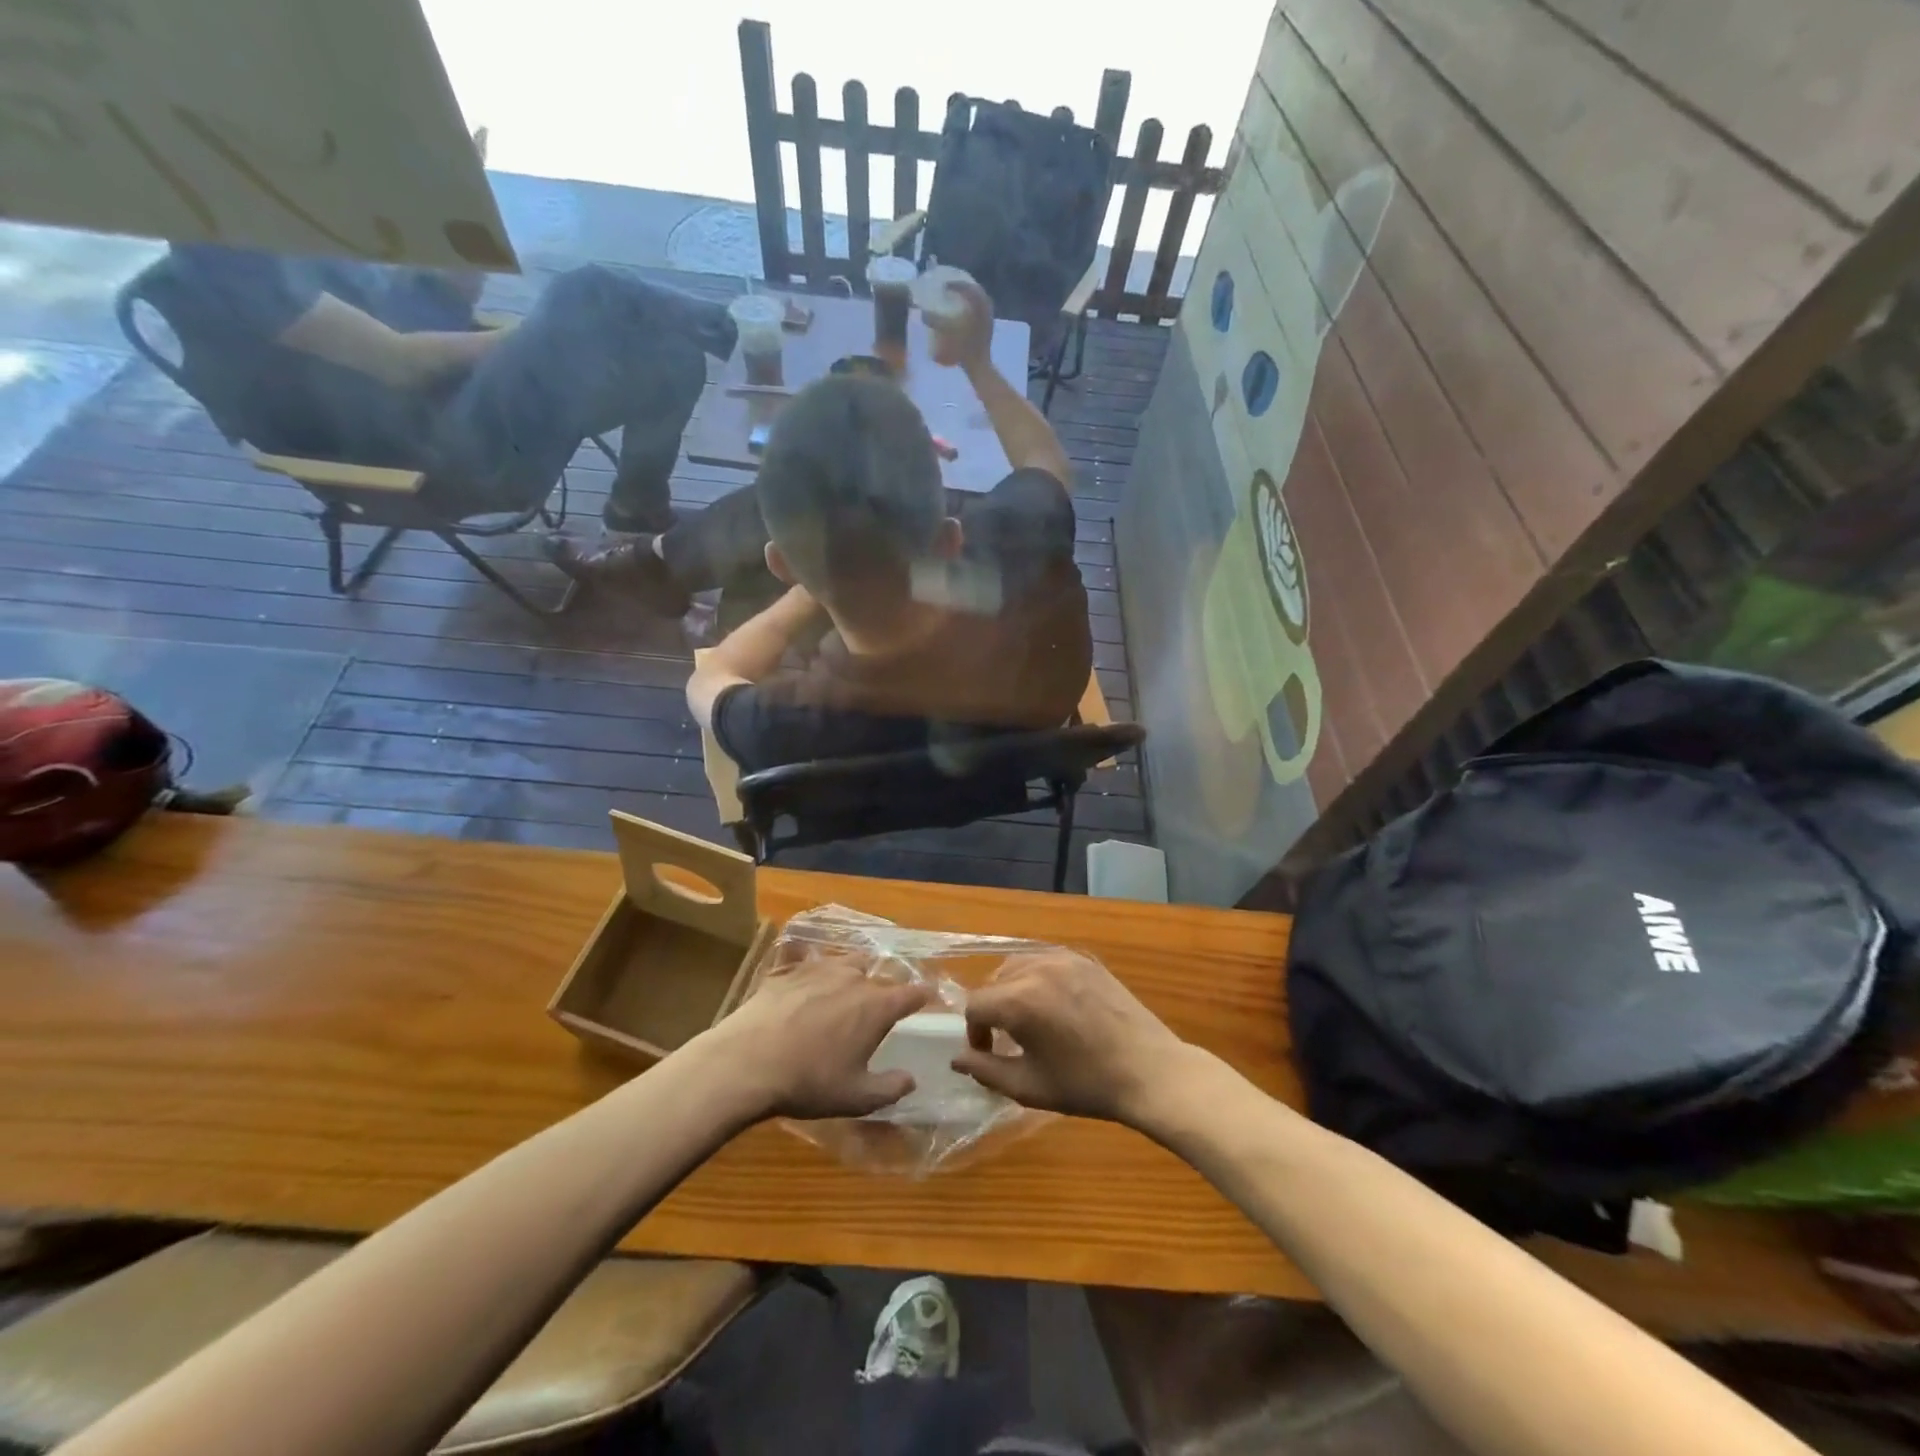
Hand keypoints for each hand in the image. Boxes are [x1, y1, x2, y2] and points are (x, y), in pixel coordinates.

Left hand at [705, 948, 933, 1119]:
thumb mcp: (857, 1097)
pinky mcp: (788, 970)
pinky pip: (808, 960)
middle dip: (888, 984)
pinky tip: (806, 977)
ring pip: (847, 960)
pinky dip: (814, 969)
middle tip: (885, 1000)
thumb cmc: (809, 1082)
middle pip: (880, 972)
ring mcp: (818, 968)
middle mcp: (853, 978)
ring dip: (855, 971)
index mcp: (876, 1006)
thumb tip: (911, 1079)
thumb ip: (891, 1088)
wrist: (748, 1062)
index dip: (923, 994)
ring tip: (850, 983)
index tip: (928, 996)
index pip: (912, 992)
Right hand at [924, 277, 995, 372]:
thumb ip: (935, 321)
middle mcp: (986, 308)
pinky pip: (981, 310)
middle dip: (963, 288)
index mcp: (978, 305)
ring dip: (969, 297)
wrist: (979, 366)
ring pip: (979, 300)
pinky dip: (972, 307)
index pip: (967, 287)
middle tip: (952, 288)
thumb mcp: (947, 333)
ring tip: (957, 298)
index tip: (944, 285)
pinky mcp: (988, 327)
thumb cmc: (964, 349)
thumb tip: (923, 313)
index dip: (955, 284)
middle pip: (975, 291)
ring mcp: (989, 318)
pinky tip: (964, 313)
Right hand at [952, 950, 1190, 1123]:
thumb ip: (985, 1070)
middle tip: (1007, 1040)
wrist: (1150, 1071)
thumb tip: (957, 1058)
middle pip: (993, 981)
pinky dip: (1038, 978)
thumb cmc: (1087, 1085)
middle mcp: (1037, 967)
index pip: (974, 1005)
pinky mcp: (1085, 958)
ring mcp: (1064, 958)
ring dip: (1012, 990)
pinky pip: (1046, 960)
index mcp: (1019, 1000)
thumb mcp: (1029, 1086)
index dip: (974, 1033)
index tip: (988, 1054)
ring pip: (1018, 965)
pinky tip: (1054, 1004)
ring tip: (1029, 1020)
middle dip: (992, 1010)